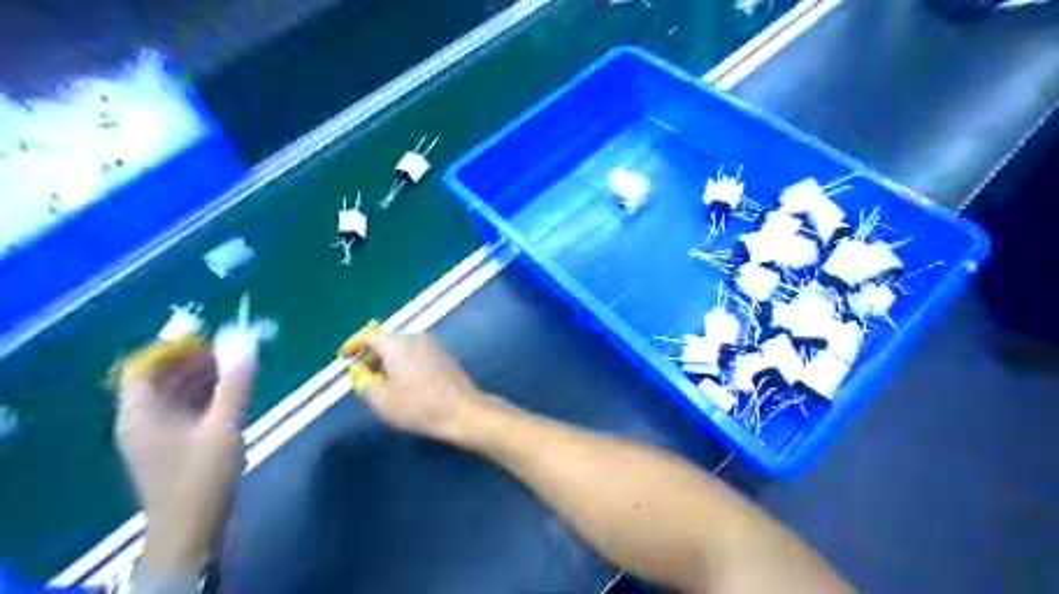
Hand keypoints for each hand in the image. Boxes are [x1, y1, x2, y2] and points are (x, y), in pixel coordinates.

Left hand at [114, 339, 254, 579]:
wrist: (191, 530)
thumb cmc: (202, 477)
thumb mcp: (224, 427)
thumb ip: (236, 385)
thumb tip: (246, 345)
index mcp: (141, 414)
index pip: (145, 368)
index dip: (174, 349)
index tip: (210, 341)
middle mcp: (141, 421)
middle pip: (160, 379)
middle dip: (194, 361)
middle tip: (232, 352)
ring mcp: (155, 435)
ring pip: (174, 395)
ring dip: (202, 378)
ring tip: (238, 370)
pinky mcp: (170, 447)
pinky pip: (183, 410)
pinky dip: (204, 397)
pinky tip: (231, 396)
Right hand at [354, 332, 489, 442]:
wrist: (462, 410)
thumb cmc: (419, 406)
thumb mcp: (382, 401)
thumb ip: (363, 384)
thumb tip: (361, 375)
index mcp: (398, 344)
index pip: (369, 336)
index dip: (354, 345)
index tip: (344, 357)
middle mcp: (416, 336)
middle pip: (387, 340)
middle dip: (372, 356)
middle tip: (363, 376)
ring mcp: (434, 343)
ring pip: (403, 346)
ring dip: (390, 359)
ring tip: (383, 382)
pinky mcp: (445, 353)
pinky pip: (417, 351)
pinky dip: (406, 361)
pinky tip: (405, 381)